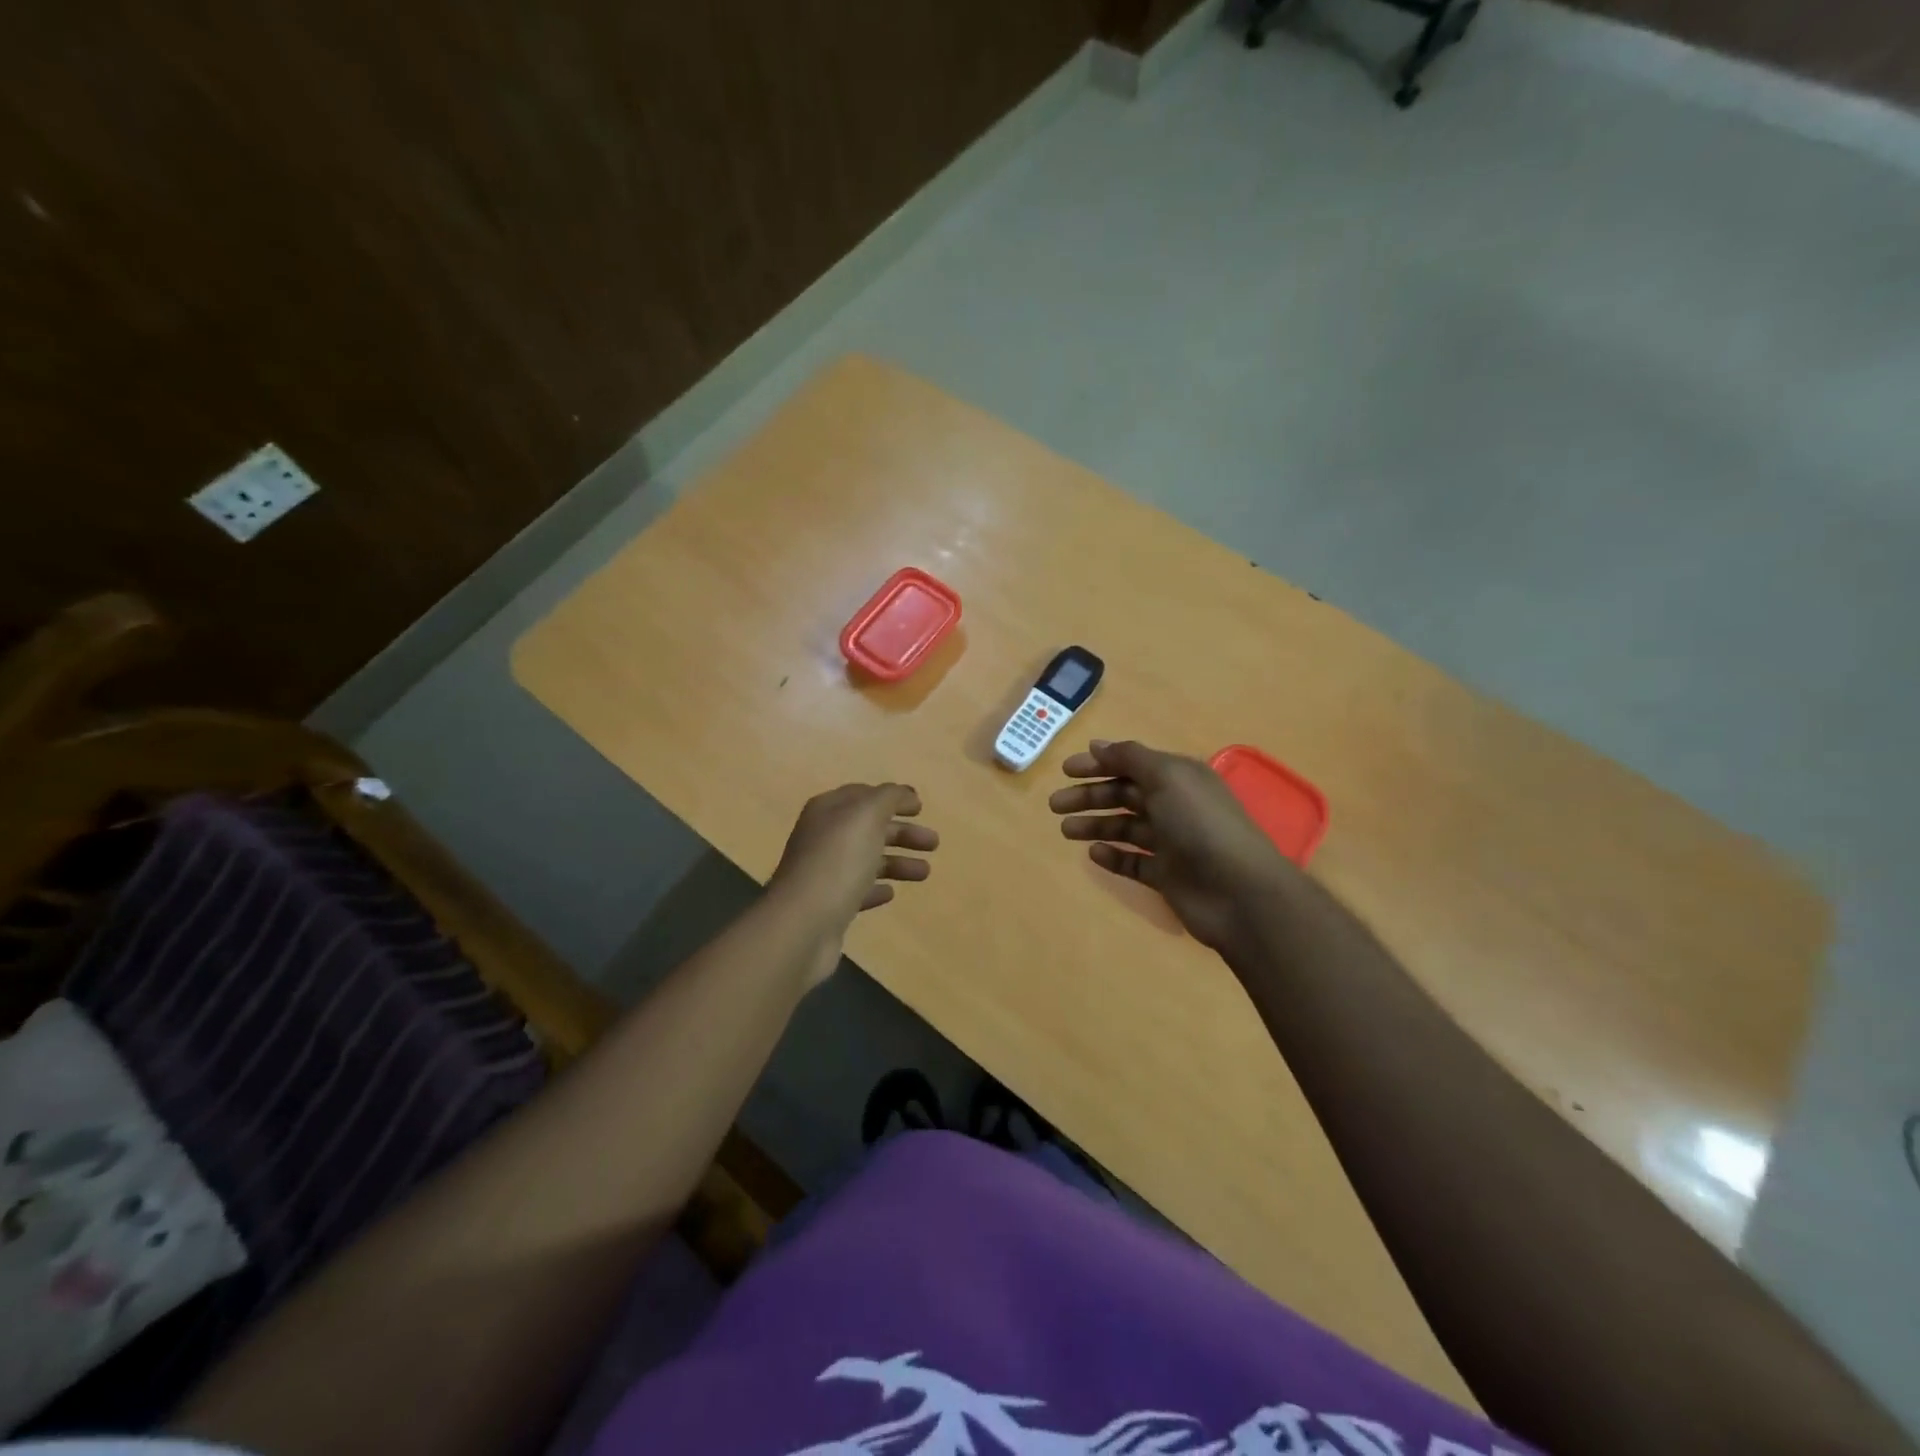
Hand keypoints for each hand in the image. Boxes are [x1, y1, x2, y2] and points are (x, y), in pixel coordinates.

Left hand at [768, 783, 937, 983]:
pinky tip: (891, 894)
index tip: (921, 808)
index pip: (863, 795)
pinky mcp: (828, 906)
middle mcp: (823, 837)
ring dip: (897, 863)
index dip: (892, 798)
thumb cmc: (838, 862)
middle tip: (934, 843)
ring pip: (867, 860)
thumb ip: (889, 797)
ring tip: (925, 873)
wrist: (803, 924)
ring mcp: (823, 873)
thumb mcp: (866, 816)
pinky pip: (857, 891)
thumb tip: (905, 793)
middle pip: (869, 829)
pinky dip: (876, 889)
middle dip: (902, 833)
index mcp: (828, 811)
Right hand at [1049, 740, 1291, 950]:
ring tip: (1065, 830)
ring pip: (1125, 828)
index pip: (1132, 764)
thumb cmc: (1201, 824)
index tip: (1065, 770)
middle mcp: (1175, 806)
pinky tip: (1094, 854)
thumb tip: (1097, 745)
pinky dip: (1113, 856)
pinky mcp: (1167, 876)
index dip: (1099, 764)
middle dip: (1089, 796)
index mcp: (1179, 778)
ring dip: (1095, 825)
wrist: (1239, 892)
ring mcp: (1171, 843)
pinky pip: (1133, 862)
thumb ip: (1131, 758)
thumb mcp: (1167, 777)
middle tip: (1055, 804)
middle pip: (1124, 795)